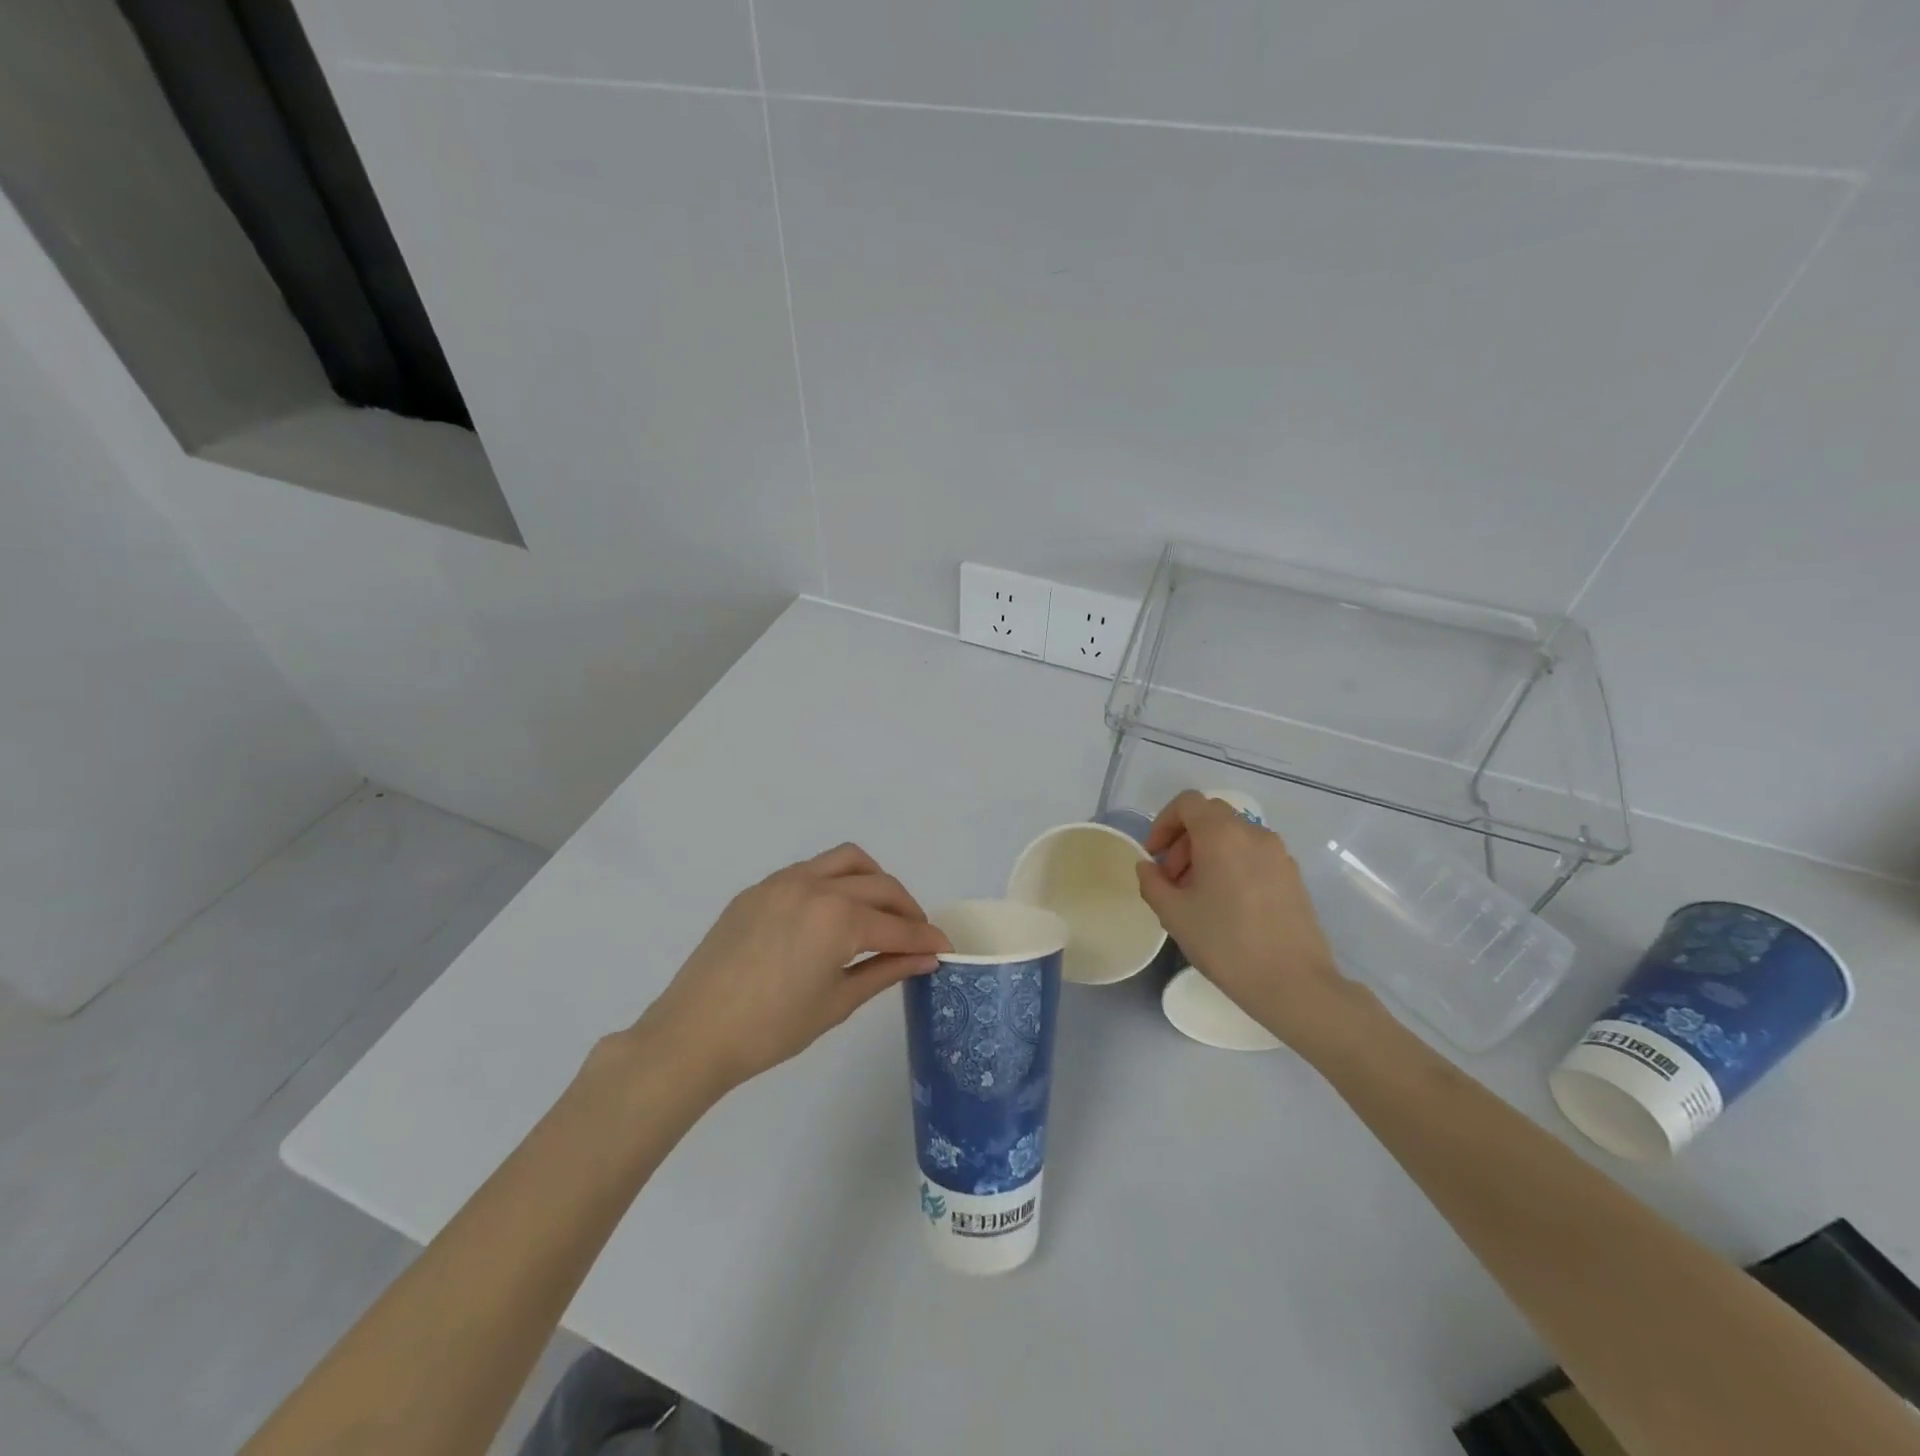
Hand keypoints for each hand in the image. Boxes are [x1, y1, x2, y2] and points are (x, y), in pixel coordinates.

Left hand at [634, 843, 949, 1093]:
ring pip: (846, 860)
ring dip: (873, 880)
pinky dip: (835, 881)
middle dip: (906, 908)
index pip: (896, 925)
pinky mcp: (759, 889)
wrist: (693, 1034)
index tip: (945, 948)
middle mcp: (815, 886)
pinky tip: (833, 913)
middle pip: (879, 885)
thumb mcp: (837, 1003)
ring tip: (879, 912)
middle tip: (916, 936)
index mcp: (837, 918)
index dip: (925, 938)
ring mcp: (783, 881)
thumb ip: (886, 970)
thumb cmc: (771, 1030)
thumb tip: (926, 958)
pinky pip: (810, 870)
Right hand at [1136, 792, 1355, 1049]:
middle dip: (1184, 840)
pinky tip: (1227, 906)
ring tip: (1197, 896)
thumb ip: (1152, 882)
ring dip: (1207, 854)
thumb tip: (1149, 867)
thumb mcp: (1173, 914)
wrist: (1294, 983)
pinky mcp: (1293, 876)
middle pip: (1210, 817)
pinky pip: (1253, 856)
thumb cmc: (1226, 943)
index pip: (1187, 803)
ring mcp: (1278, 854)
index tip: (1154, 856)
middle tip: (1172, 879)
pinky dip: (1232, 865)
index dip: (1164, 823)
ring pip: (1233, 836)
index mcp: (1222, 834)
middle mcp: (1253, 834)